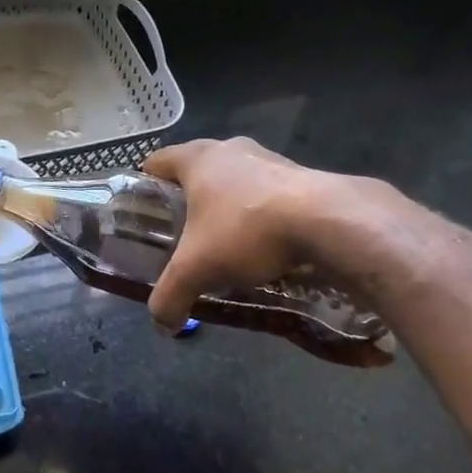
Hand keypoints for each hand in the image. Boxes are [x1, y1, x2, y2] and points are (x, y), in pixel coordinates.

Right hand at [141, 138, 335, 330]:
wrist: (327, 221)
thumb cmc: (246, 230)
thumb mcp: (197, 269)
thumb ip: (171, 294)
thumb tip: (161, 324)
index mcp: (196, 158)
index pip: (156, 162)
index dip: (145, 187)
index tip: (144, 216)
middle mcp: (229, 148)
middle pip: (196, 171)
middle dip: (188, 202)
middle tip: (183, 237)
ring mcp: (267, 156)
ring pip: (234, 180)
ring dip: (227, 206)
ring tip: (226, 244)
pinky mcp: (299, 173)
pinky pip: (266, 192)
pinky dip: (260, 212)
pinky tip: (265, 245)